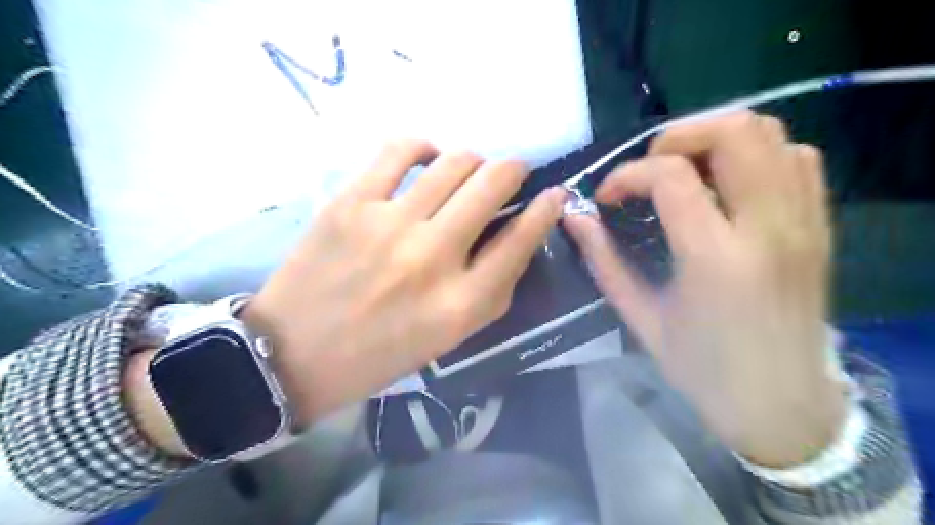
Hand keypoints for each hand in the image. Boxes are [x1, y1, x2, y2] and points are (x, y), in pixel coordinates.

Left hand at [239, 140, 561, 425]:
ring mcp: (390, 225)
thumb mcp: (450, 336)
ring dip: (473, 160)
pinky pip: (400, 149)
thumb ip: (491, 288)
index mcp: (461, 303)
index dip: (546, 210)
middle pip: (493, 184)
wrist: (295, 353)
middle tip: (509, 174)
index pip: (521, 240)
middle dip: (513, 170)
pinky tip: (426, 158)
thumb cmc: (381, 354)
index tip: (554, 195)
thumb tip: (517, 235)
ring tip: (467, 171)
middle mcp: (433, 258)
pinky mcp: (351, 203)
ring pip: (455, 160)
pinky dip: (424, 146)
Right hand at [562, 111, 847, 466]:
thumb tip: (573, 218)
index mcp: (716, 258)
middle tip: (650, 171)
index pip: (671, 175)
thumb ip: (604, 260)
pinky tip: (726, 185)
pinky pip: (796, 158)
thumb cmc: (702, 369)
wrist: (781, 405)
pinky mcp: (820, 225)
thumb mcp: (640, 318)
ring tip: (684, 172)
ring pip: (772, 133)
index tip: (609, 197)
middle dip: (678, 136)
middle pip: (736, 131)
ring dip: (717, 140)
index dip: (628, 175)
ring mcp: (804, 222)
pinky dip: (756, 154)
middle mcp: (769, 227)